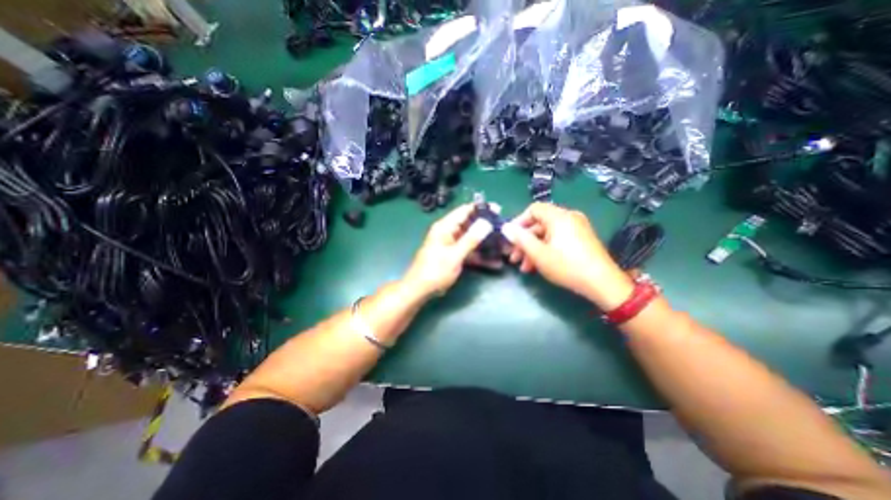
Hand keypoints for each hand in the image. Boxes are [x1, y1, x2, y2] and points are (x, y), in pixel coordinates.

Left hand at [407, 202, 500, 297]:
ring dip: (486, 244)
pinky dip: (480, 256)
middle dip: (487, 228)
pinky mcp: (454, 256)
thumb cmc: (435, 271)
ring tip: (504, 246)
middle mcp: (448, 233)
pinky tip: (495, 263)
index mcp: (445, 227)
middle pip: (470, 225)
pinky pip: (469, 252)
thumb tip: (486, 222)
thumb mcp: (455, 255)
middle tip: (505, 230)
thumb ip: (471, 239)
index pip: (464, 211)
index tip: (498, 209)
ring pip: (472, 240)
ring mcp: (452, 245)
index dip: (481, 209)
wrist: (420, 290)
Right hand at [504, 203, 636, 308]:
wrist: (603, 284)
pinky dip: (546, 249)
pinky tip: (538, 266)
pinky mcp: (581, 239)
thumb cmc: (567, 267)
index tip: (510, 238)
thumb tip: (505, 227)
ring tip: (524, 268)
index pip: (533, 209)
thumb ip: (520, 239)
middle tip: (514, 258)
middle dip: (524, 241)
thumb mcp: (539, 254)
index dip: (518, 222)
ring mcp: (577, 228)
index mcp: (559, 217)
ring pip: (547, 234)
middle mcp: (569, 218)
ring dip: (533, 249)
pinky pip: (557, 239)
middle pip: (539, 224)